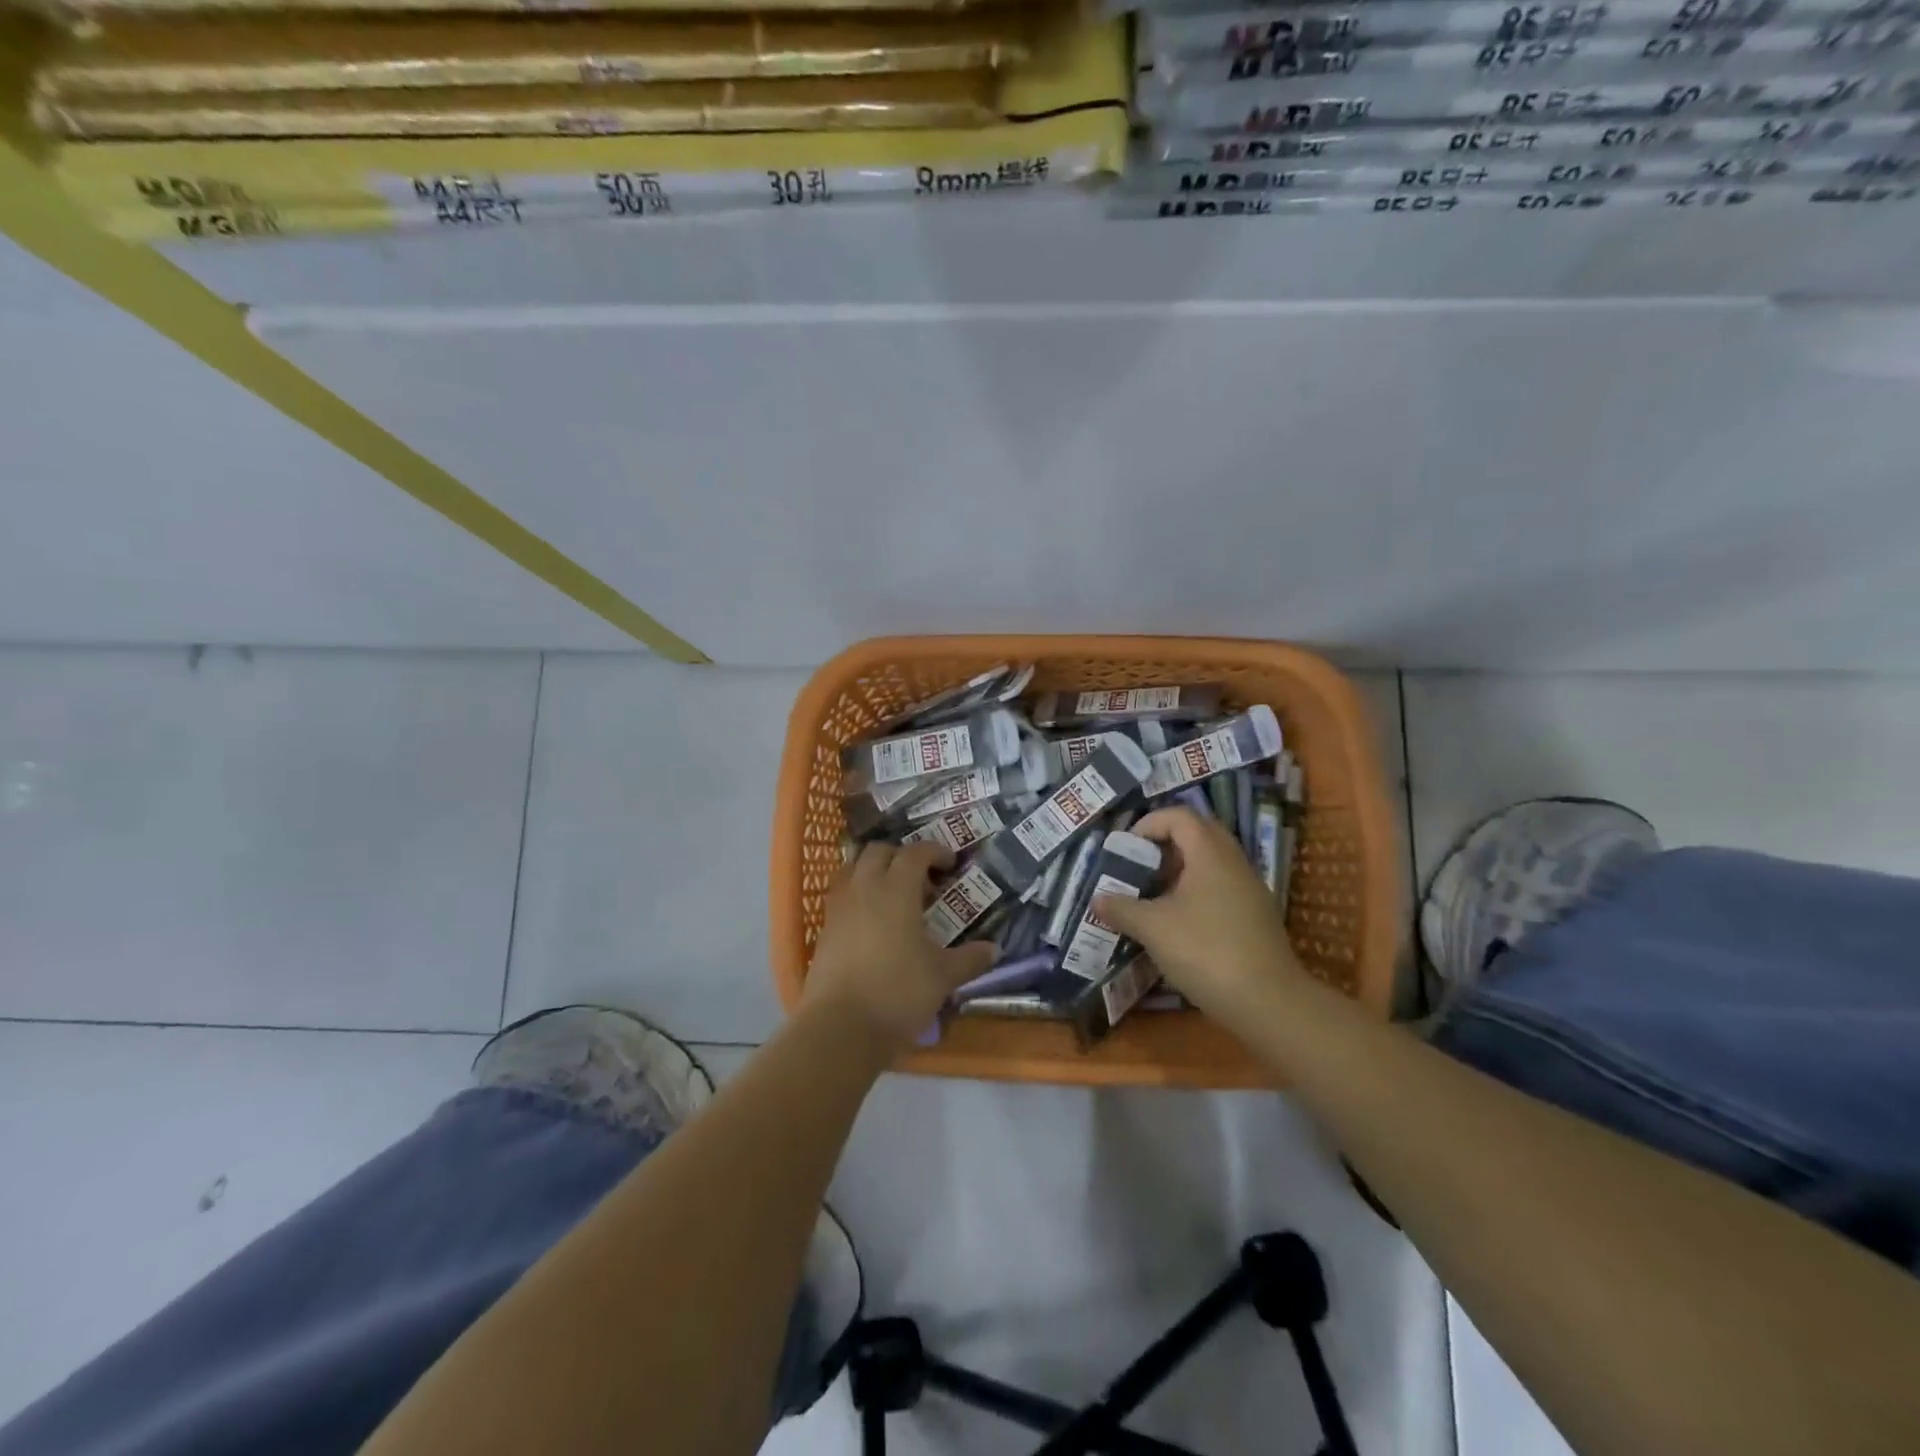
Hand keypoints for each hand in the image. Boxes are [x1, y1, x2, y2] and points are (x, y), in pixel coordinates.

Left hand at [802, 841, 995, 1051]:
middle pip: (878, 852)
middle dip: (901, 857)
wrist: (840, 1028)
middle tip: (922, 881)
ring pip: (854, 870)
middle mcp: (864, 889)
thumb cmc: (898, 992)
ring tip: (894, 899)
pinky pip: (842, 897)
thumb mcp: (943, 977)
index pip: (915, 852)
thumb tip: (994, 949)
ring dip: (875, 873)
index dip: (934, 851)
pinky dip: (859, 897)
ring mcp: (839, 909)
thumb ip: (969, 959)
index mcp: (896, 890)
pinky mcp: (824, 931)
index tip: (950, 864)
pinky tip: (874, 926)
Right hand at [1093, 806, 1303, 1022]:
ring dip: (1178, 872)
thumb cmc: (1206, 951)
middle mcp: (1234, 863)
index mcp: (1210, 853)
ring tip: (1150, 897)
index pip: (1179, 816)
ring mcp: (1248, 890)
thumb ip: (1122, 908)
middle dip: (1163, 846)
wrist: (1268, 1003)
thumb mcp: (1153, 928)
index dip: (1148, 824)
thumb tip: (1097, 899)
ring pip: (1209, 864)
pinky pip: (1219, 888)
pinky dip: (1194, 894)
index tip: (1125, 849)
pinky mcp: (1254, 917)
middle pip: (1197, 835)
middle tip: (1138, 867)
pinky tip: (1176, 924)